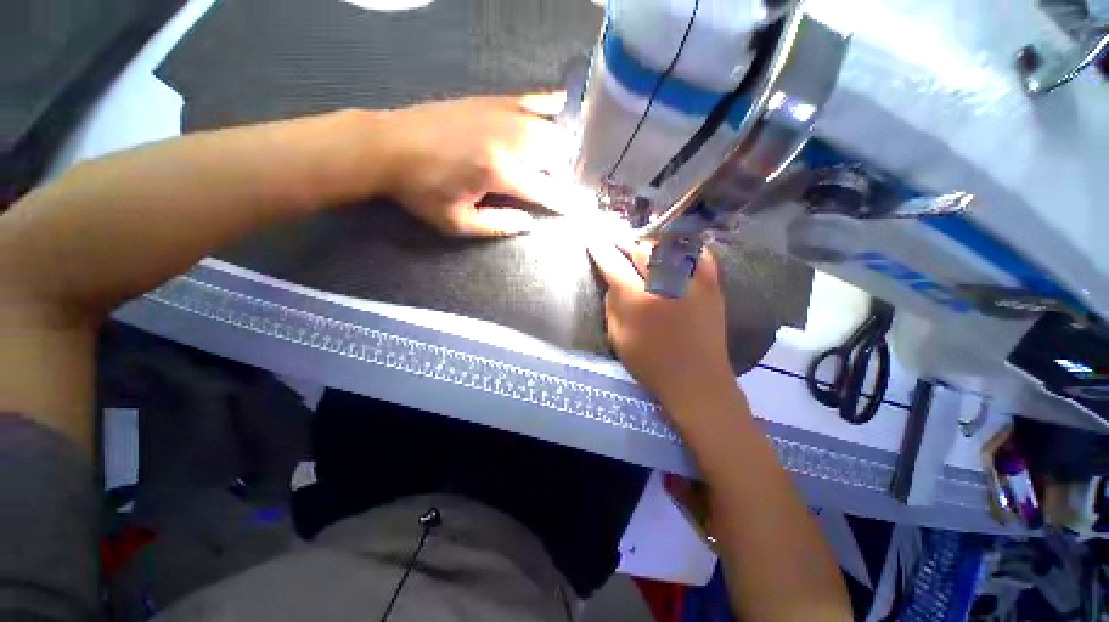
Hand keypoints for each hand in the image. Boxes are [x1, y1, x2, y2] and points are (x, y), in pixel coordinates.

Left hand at [378, 94, 573, 236]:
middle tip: (565, 187)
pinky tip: (563, 108)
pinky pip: (531, 99)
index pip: (544, 189)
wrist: (388, 146)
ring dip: (563, 148)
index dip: (562, 202)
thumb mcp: (457, 223)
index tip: (575, 209)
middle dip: (565, 174)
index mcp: (498, 172)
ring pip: (549, 129)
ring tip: (566, 162)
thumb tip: (529, 224)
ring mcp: (501, 115)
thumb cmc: (422, 191)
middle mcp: (508, 139)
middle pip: (555, 156)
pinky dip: (551, 106)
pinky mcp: (492, 101)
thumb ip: (498, 226)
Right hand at [587, 241, 737, 412]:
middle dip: (627, 242)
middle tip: (619, 244)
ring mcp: (693, 280)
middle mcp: (665, 283)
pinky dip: (684, 248)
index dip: (601, 249)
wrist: (697, 379)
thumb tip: (613, 280)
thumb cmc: (651, 363)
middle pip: (642, 247)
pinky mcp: (713, 284)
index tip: (594, 240)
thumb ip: (613, 304)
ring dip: (652, 244)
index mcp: (638, 299)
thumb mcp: (617, 337)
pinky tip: (674, 252)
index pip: (613, 263)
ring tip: (644, 249)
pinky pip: (698, 253)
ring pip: (669, 245)